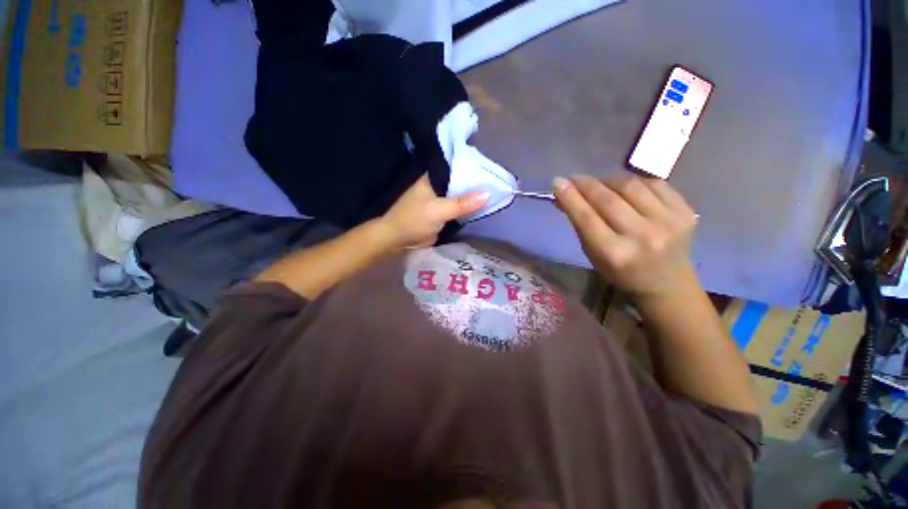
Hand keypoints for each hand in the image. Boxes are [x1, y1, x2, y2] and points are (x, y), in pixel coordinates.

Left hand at [378, 175, 488, 249]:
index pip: (458, 166)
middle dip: (478, 184)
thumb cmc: (413, 220)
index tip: (494, 169)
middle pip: (463, 182)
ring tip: (499, 194)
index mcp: (434, 177)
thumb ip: (461, 203)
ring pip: (463, 196)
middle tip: (502, 183)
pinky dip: (470, 209)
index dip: (475, 167)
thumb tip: (487, 194)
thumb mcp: (438, 210)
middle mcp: (440, 186)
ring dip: (476, 198)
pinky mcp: (444, 213)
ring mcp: (442, 200)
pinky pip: (461, 209)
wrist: (398, 240)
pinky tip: (486, 207)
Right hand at [553, 173, 698, 299]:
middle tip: (574, 178)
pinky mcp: (686, 212)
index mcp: (614, 253)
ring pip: (631, 185)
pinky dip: (635, 182)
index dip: (570, 197)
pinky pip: (654, 183)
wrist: (667, 284)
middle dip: (586, 184)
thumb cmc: (620, 273)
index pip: (586, 217)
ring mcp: (668, 223)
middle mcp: (642, 237)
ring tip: (600, 184)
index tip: (558, 182)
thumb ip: (579, 224)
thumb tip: (564, 196)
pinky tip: (627, 188)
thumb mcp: (593, 254)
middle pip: (607, 199)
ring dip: (609, 180)